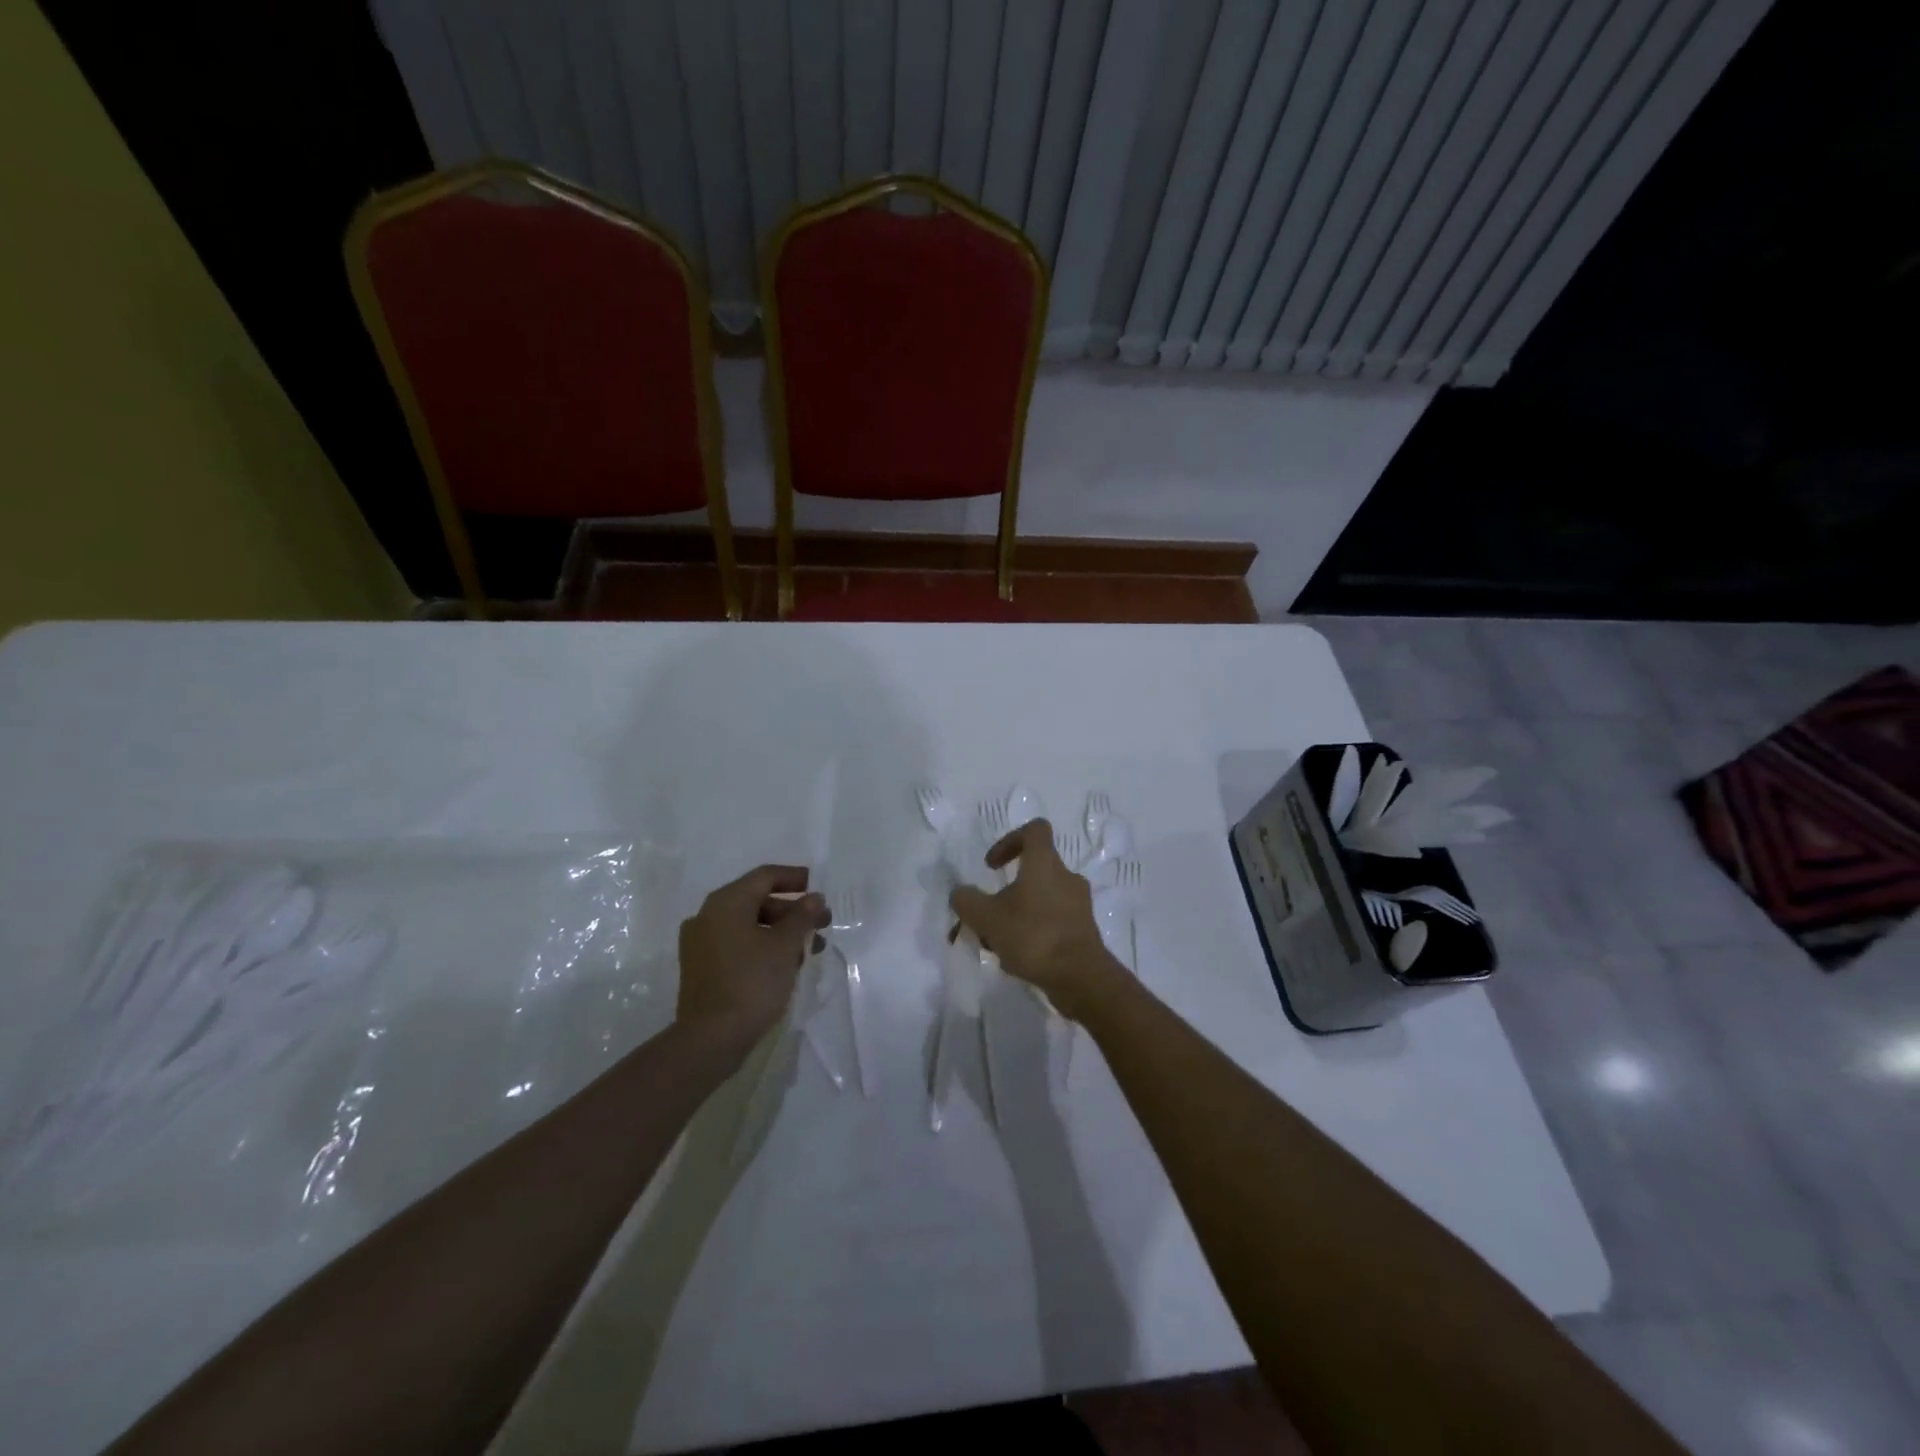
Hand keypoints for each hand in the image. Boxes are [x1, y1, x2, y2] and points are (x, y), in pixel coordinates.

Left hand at [677, 865, 828, 1062]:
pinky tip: (786, 965)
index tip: (818, 888)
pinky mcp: (701, 968)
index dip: (794, 878)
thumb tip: (814, 898)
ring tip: (810, 950)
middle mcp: (708, 916)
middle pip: (757, 901)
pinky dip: (762, 946)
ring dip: (781, 931)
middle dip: (793, 911)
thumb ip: (802, 916)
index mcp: (726, 902)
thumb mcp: (785, 946)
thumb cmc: (752, 982)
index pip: (765, 876)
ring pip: (748, 925)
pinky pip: (737, 944)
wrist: (710, 1039)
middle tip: (822, 924)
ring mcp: (700, 943)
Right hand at [949, 819, 1124, 1020]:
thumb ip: (967, 901)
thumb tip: (960, 893)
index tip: (992, 866)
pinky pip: (1053, 921)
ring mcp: (1079, 904)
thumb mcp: (986, 917)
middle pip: (1034, 870)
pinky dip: (1034, 932)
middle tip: (989, 914)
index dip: (1009, 840)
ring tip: (998, 942)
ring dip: (1018, 914)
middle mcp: (1066, 877)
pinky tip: (1017, 958)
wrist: (1081, 977)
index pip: (1034, 830)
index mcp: (1045, 863)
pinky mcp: (1084, 930)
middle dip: (1007, 890)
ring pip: (1042, 899)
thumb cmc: (1033, 936)